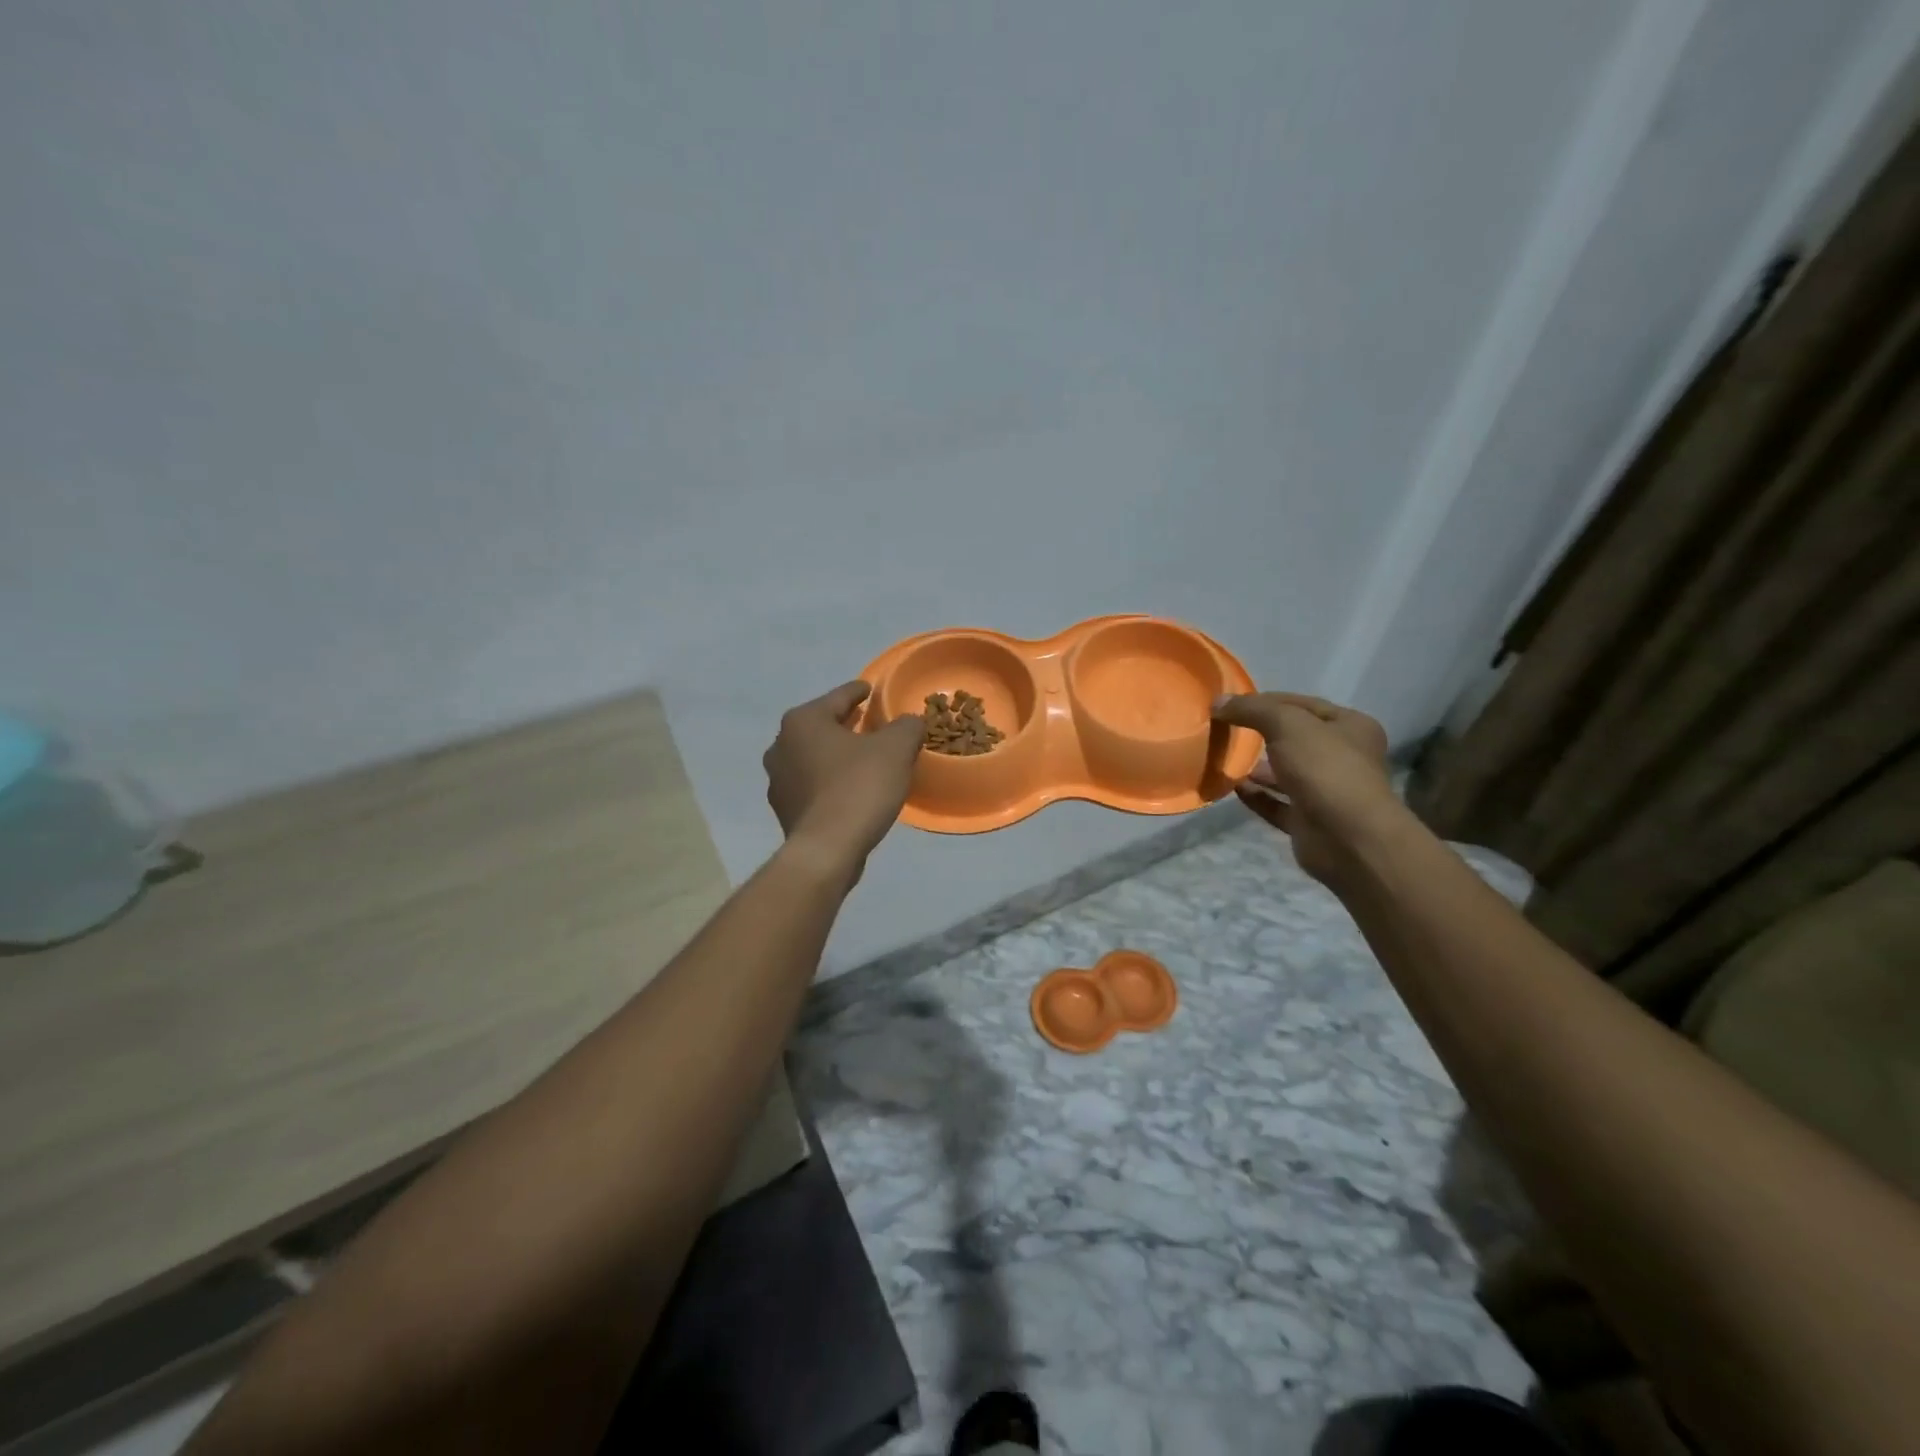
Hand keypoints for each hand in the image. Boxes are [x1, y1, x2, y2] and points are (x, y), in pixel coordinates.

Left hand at [764, 681, 923, 873]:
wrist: (827, 849)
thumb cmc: (859, 787)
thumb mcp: (896, 749)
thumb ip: (906, 726)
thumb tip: (909, 722)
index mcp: (804, 720)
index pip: (838, 697)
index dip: (859, 692)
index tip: (871, 690)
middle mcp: (781, 744)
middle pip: (822, 726)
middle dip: (846, 724)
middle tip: (871, 725)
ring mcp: (778, 780)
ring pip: (814, 756)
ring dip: (836, 755)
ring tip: (862, 759)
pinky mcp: (784, 809)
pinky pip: (812, 785)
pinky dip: (830, 781)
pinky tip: (850, 790)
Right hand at [1210, 692, 1397, 886]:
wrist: (1347, 838)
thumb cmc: (1325, 769)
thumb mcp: (1287, 725)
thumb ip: (1252, 709)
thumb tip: (1218, 702)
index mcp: (1350, 727)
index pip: (1303, 705)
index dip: (1268, 701)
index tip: (1232, 704)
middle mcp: (1344, 758)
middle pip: (1296, 739)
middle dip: (1262, 735)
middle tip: (1226, 731)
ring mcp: (1327, 792)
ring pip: (1286, 774)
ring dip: (1258, 768)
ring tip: (1225, 759)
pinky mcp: (1310, 822)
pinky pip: (1277, 804)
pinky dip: (1257, 796)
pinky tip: (1233, 787)